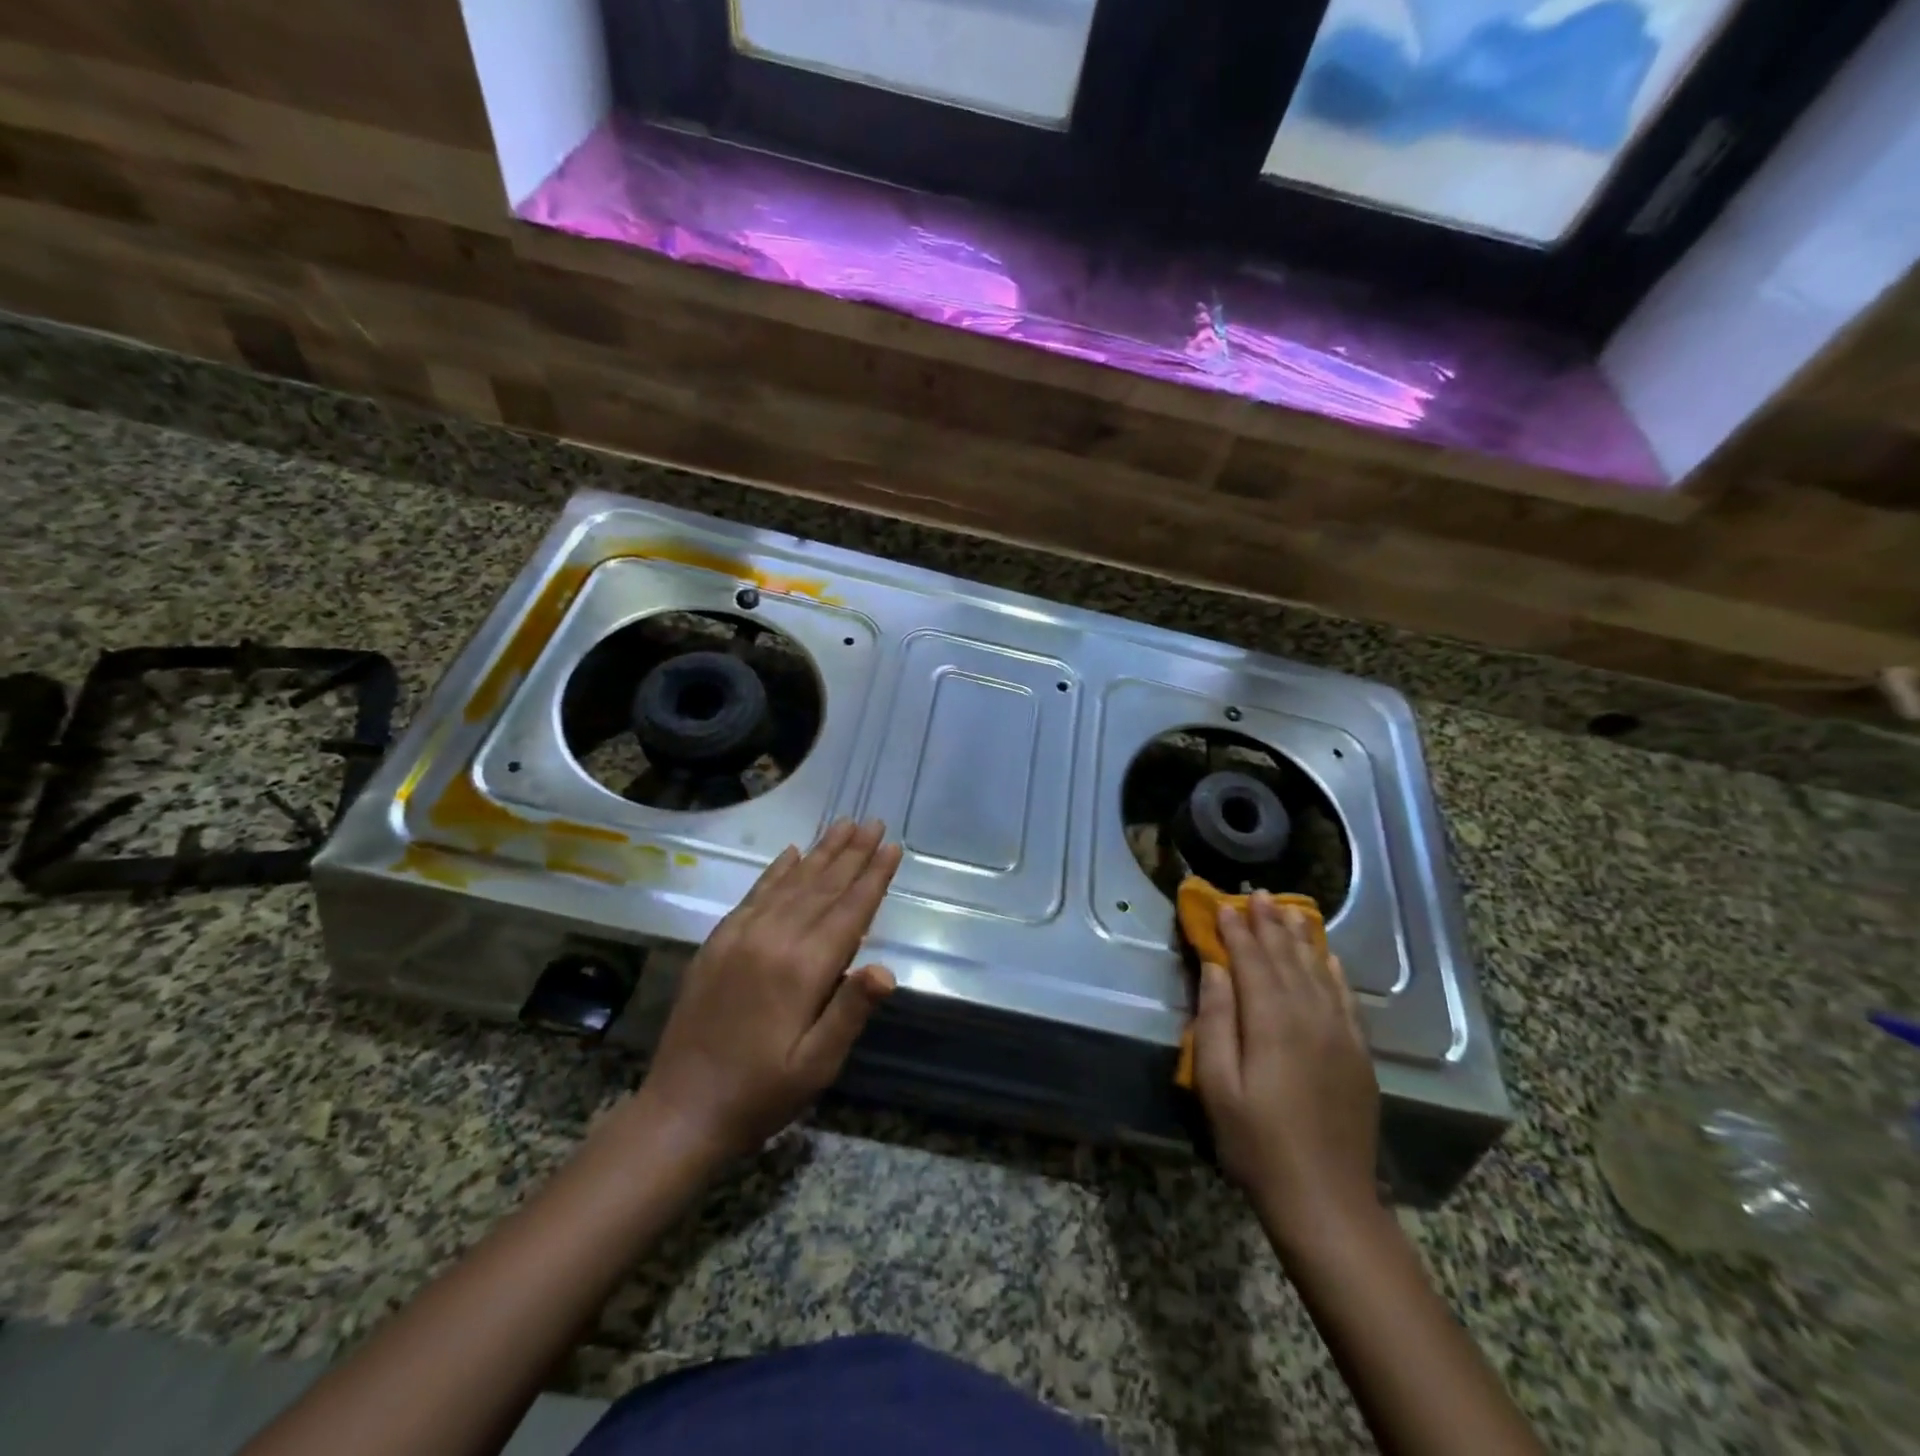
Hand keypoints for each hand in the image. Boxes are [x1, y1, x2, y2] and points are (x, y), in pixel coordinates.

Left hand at [638, 819, 901, 1161]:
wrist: (681, 1110)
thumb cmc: (761, 1094)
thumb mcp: (816, 1066)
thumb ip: (850, 1012)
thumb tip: (887, 969)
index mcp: (803, 969)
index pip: (849, 910)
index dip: (873, 876)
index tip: (892, 845)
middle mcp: (772, 939)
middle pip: (822, 886)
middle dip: (852, 852)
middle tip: (873, 821)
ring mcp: (740, 936)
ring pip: (790, 883)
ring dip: (820, 852)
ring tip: (843, 824)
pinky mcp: (717, 942)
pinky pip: (754, 895)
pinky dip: (776, 871)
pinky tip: (791, 852)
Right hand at [1193, 892, 1379, 1239]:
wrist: (1327, 1201)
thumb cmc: (1256, 1144)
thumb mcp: (1216, 1086)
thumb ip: (1214, 1021)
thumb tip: (1215, 970)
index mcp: (1271, 1023)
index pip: (1251, 962)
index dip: (1236, 931)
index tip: (1223, 904)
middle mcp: (1309, 1017)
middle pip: (1286, 958)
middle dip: (1268, 923)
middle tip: (1257, 893)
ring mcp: (1340, 1034)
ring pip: (1318, 970)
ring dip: (1300, 937)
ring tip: (1288, 908)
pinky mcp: (1358, 1054)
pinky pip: (1345, 997)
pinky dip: (1333, 970)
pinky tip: (1327, 954)